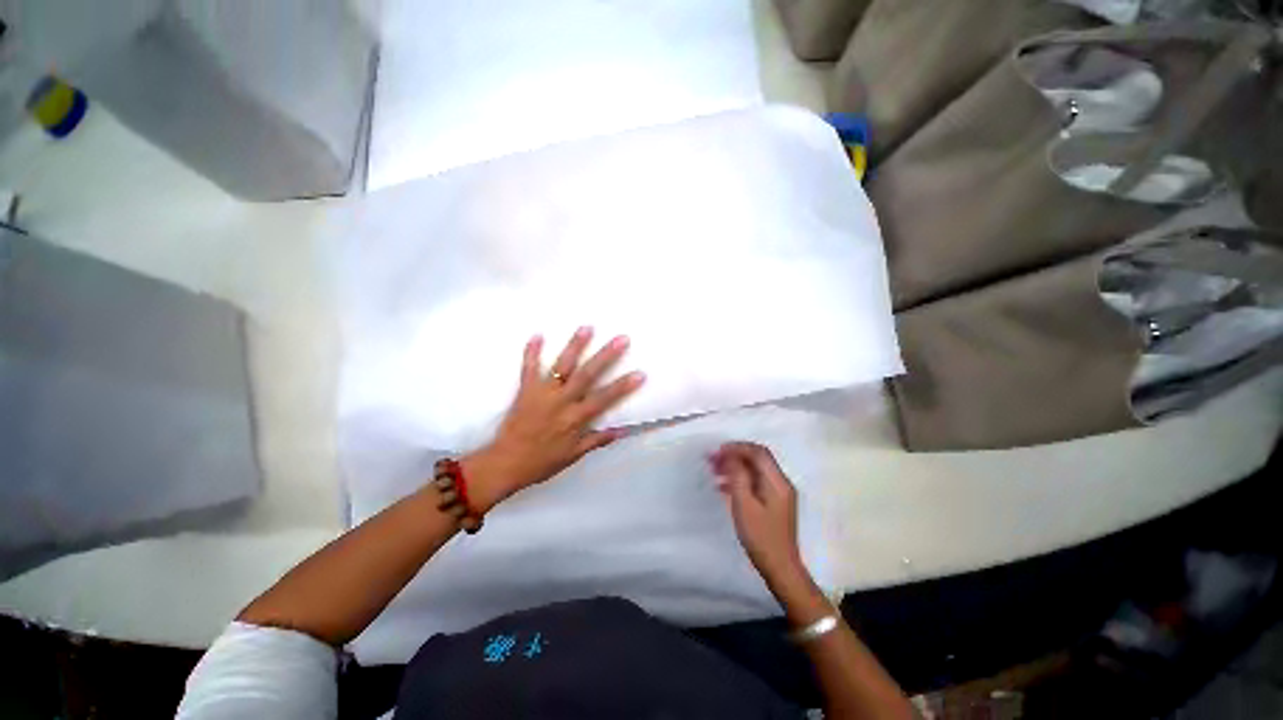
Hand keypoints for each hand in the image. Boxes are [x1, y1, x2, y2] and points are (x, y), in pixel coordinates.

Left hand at [464, 328, 645, 511]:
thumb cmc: (541, 462)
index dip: (623, 386)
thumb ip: (597, 440)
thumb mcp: (573, 455)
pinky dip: (531, 352)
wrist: (505, 464)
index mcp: (575, 418)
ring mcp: (542, 393)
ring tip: (587, 327)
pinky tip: (537, 335)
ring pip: (561, 366)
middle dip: (605, 356)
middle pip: (587, 375)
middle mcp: (561, 401)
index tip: (640, 373)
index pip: (604, 399)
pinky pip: (528, 368)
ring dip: (574, 346)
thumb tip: (622, 430)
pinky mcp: (525, 390)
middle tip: (621, 339)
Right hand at [712, 443, 811, 594]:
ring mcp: (778, 494)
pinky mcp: (773, 504)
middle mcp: (780, 483)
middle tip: (712, 460)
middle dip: (734, 456)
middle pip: (756, 460)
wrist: (780, 569)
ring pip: (754, 471)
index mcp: (777, 481)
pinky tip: (722, 487)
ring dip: (734, 468)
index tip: (717, 451)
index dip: (737, 447)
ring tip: (713, 472)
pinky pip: (755, 483)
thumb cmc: (760, 536)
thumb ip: (738, 476)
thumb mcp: (744, 504)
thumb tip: (730, 456)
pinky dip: (739, 480)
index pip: (758, 453)